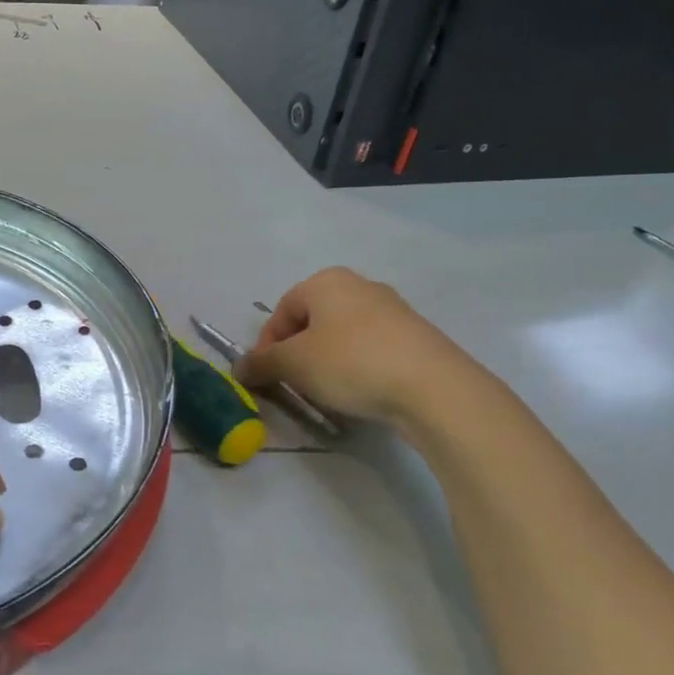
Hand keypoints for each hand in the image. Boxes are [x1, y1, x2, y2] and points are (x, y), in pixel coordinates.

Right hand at [235, 267, 478, 422]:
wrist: (434, 387)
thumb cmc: (351, 363)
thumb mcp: (294, 364)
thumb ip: (262, 364)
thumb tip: (239, 368)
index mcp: (326, 281)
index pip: (282, 311)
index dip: (266, 345)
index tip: (265, 377)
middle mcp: (359, 286)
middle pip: (312, 321)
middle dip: (297, 354)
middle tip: (293, 385)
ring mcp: (392, 309)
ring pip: (342, 336)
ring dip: (326, 362)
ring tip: (326, 393)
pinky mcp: (416, 336)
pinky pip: (371, 349)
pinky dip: (357, 367)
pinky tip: (360, 392)